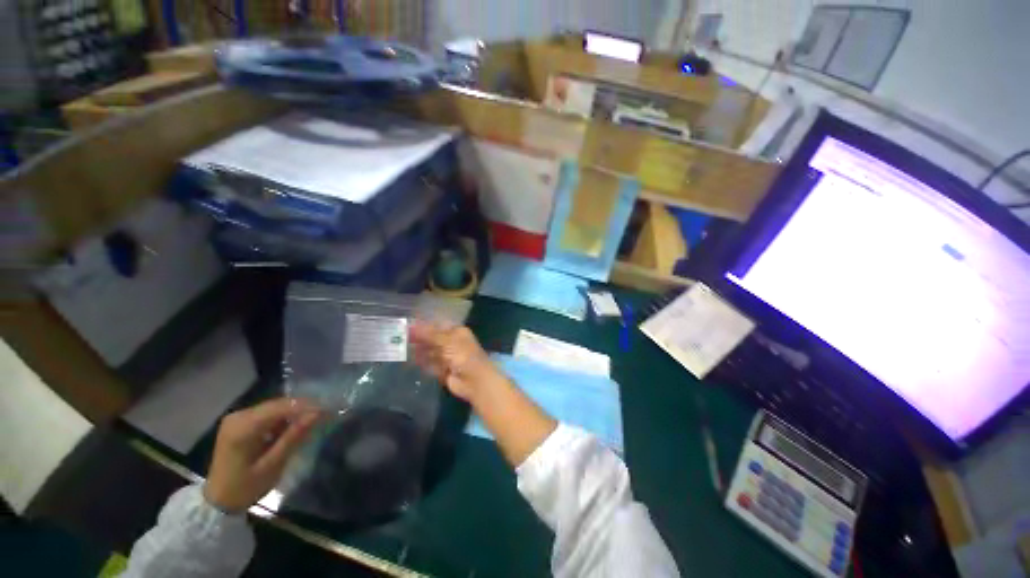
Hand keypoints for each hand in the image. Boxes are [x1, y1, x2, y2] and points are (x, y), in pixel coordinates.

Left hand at [204, 398, 320, 513]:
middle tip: (326, 414)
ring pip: (275, 407)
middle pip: (278, 404)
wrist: (217, 501)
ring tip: (314, 420)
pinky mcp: (240, 423)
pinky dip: (284, 418)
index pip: (281, 407)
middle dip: (303, 408)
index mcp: (243, 427)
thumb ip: (293, 437)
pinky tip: (294, 427)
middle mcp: (239, 416)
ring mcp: (238, 418)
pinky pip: (268, 414)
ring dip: (294, 413)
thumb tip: (317, 414)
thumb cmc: (244, 487)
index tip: (329, 409)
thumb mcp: (272, 465)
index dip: (307, 406)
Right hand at [409, 322, 503, 401]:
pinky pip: (431, 364)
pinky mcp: (444, 370)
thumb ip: (428, 334)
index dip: (425, 325)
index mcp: (457, 332)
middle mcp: (453, 342)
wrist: (474, 381)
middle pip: (434, 338)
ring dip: (419, 350)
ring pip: (431, 351)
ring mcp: (448, 357)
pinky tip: (410, 361)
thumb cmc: (463, 355)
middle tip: (400, 337)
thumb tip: (410, 325)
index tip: (408, 324)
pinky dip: (422, 362)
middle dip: (420, 338)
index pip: (439, 325)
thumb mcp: (446, 341)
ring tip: (402, 348)